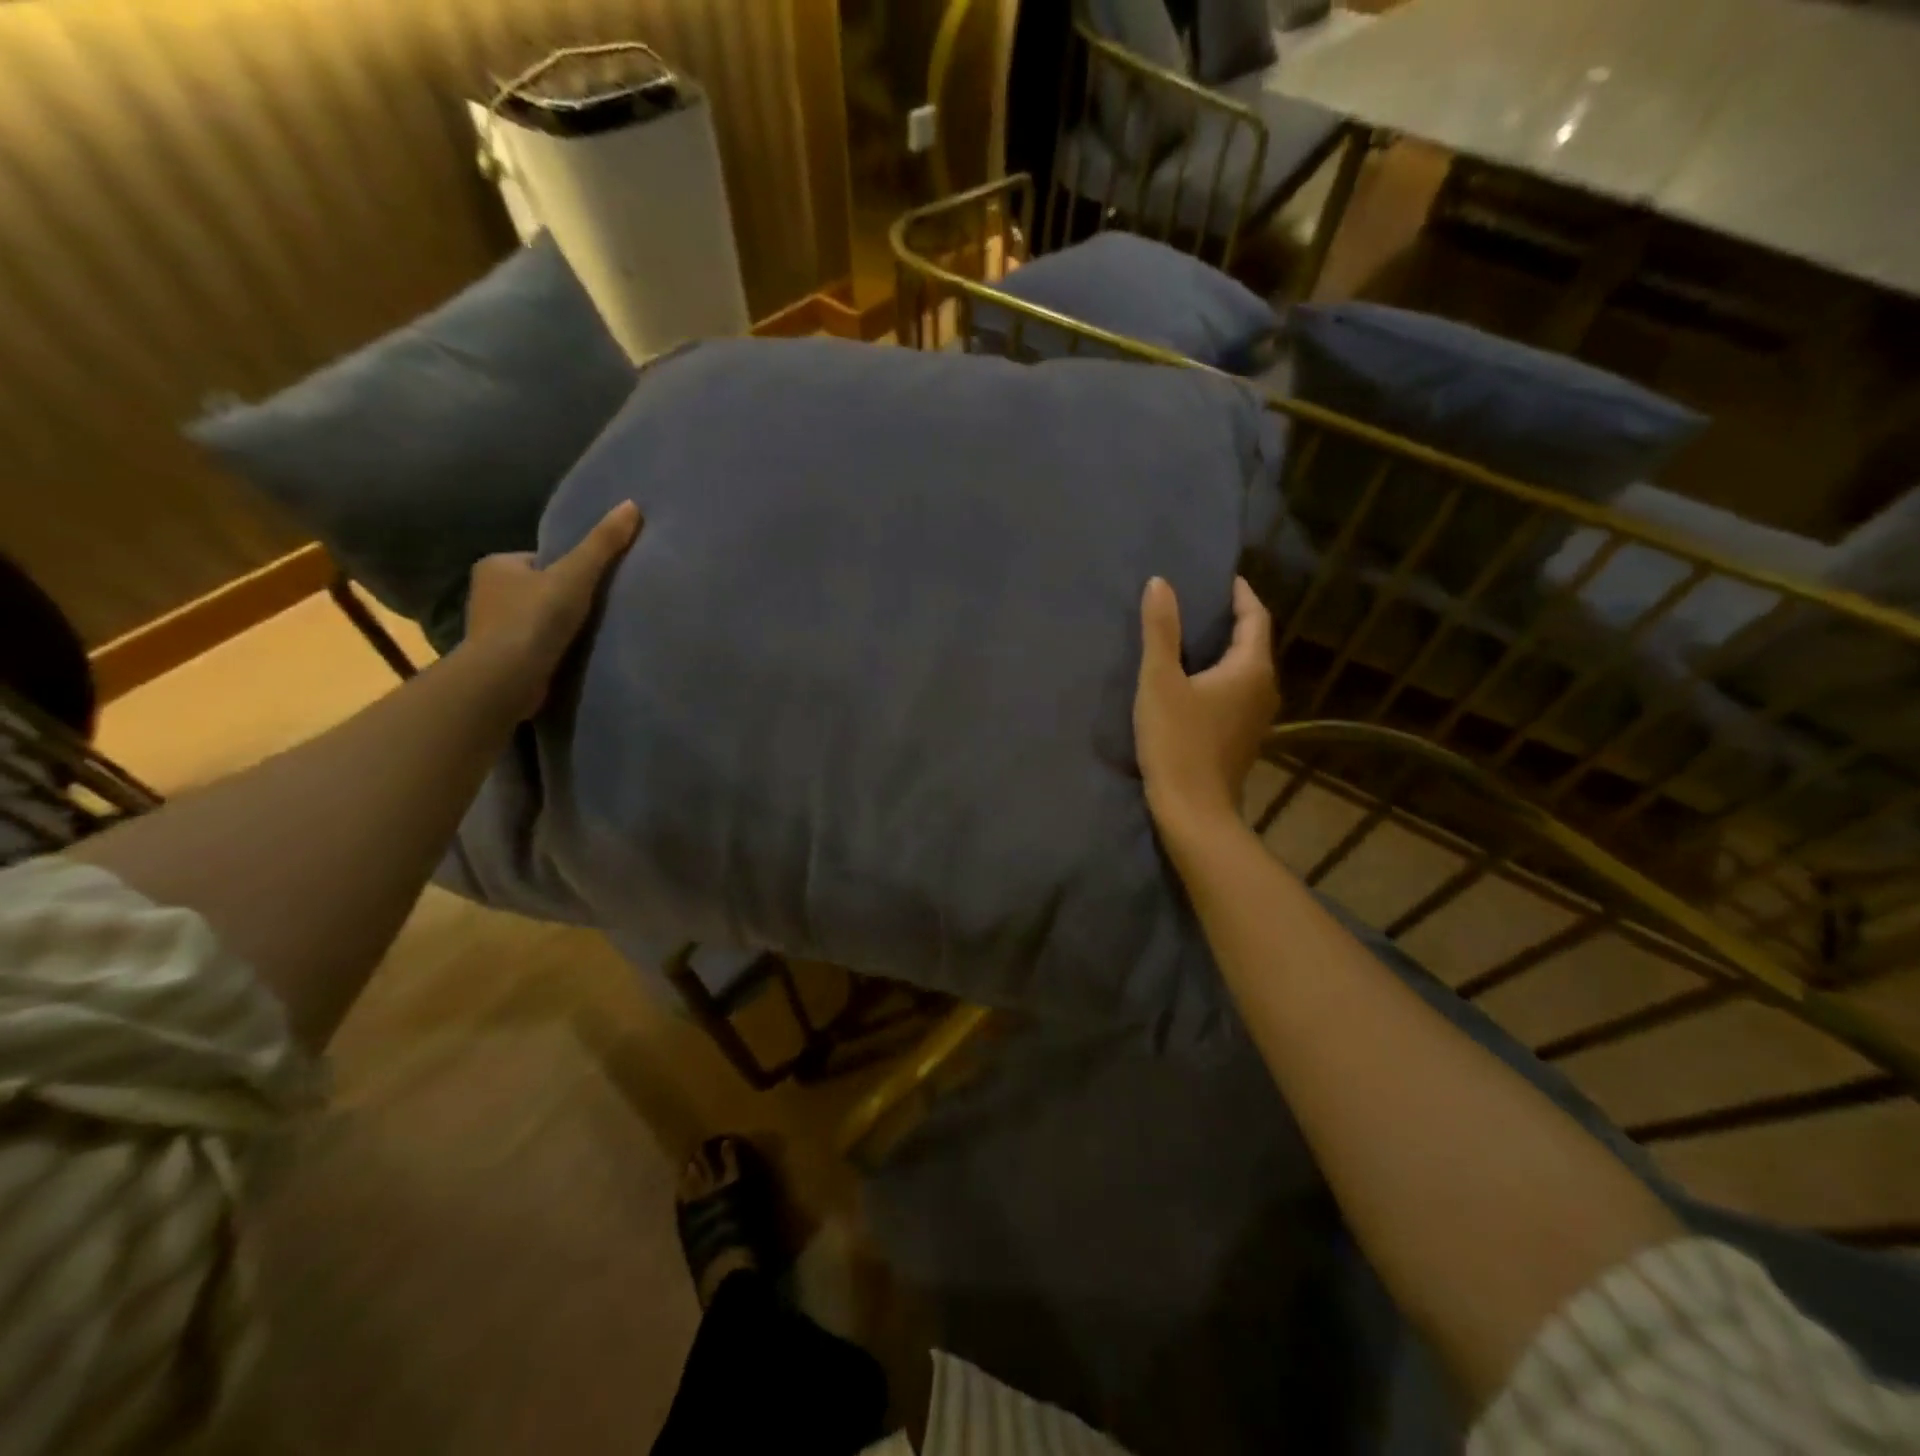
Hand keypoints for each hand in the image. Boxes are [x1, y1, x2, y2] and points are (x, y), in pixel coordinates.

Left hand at [464, 500, 642, 717]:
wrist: (506, 678)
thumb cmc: (535, 619)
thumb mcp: (576, 575)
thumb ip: (603, 544)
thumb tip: (632, 505)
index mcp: (496, 564)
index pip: (542, 559)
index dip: (571, 569)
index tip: (594, 585)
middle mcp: (486, 592)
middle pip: (539, 588)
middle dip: (563, 598)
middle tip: (597, 611)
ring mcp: (490, 627)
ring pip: (536, 618)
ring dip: (558, 626)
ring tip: (588, 636)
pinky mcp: (499, 657)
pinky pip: (533, 644)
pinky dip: (551, 648)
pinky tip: (570, 655)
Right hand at [1133, 575, 1278, 839]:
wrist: (1194, 810)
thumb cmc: (1177, 741)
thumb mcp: (1160, 681)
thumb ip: (1160, 630)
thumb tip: (1161, 583)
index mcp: (1251, 668)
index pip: (1255, 616)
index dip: (1240, 593)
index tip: (1221, 577)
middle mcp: (1264, 688)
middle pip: (1253, 642)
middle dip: (1230, 619)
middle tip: (1197, 602)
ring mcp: (1257, 716)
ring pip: (1244, 669)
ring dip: (1223, 650)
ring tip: (1190, 637)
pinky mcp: (1242, 737)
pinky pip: (1236, 692)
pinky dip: (1219, 676)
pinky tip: (1192, 681)